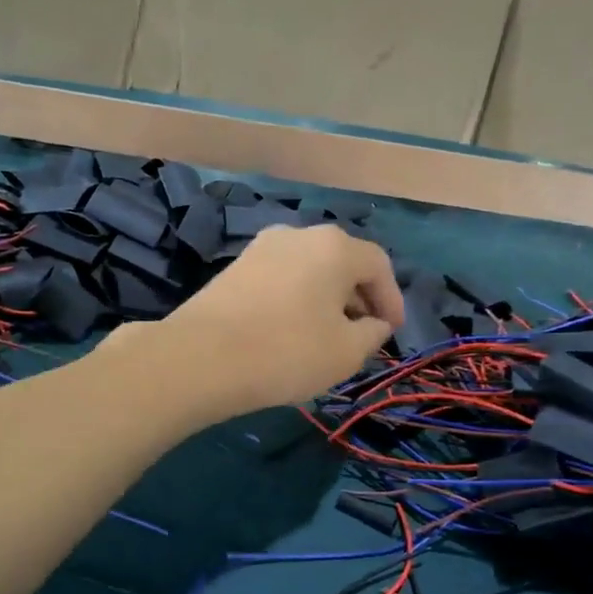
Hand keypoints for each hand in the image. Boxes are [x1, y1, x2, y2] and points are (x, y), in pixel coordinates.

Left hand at [123, 223, 403, 420]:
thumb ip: (372, 335)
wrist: (200, 358)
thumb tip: (374, 324)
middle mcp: (298, 235)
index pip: (378, 266)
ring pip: (308, 271)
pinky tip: (290, 332)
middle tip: (362, 334)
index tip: (391, 332)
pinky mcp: (233, 269)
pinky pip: (280, 280)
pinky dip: (295, 301)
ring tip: (326, 336)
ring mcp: (260, 248)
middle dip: (358, 299)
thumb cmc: (286, 352)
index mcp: (334, 247)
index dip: (392, 300)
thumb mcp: (346, 352)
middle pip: (342, 263)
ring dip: (325, 300)